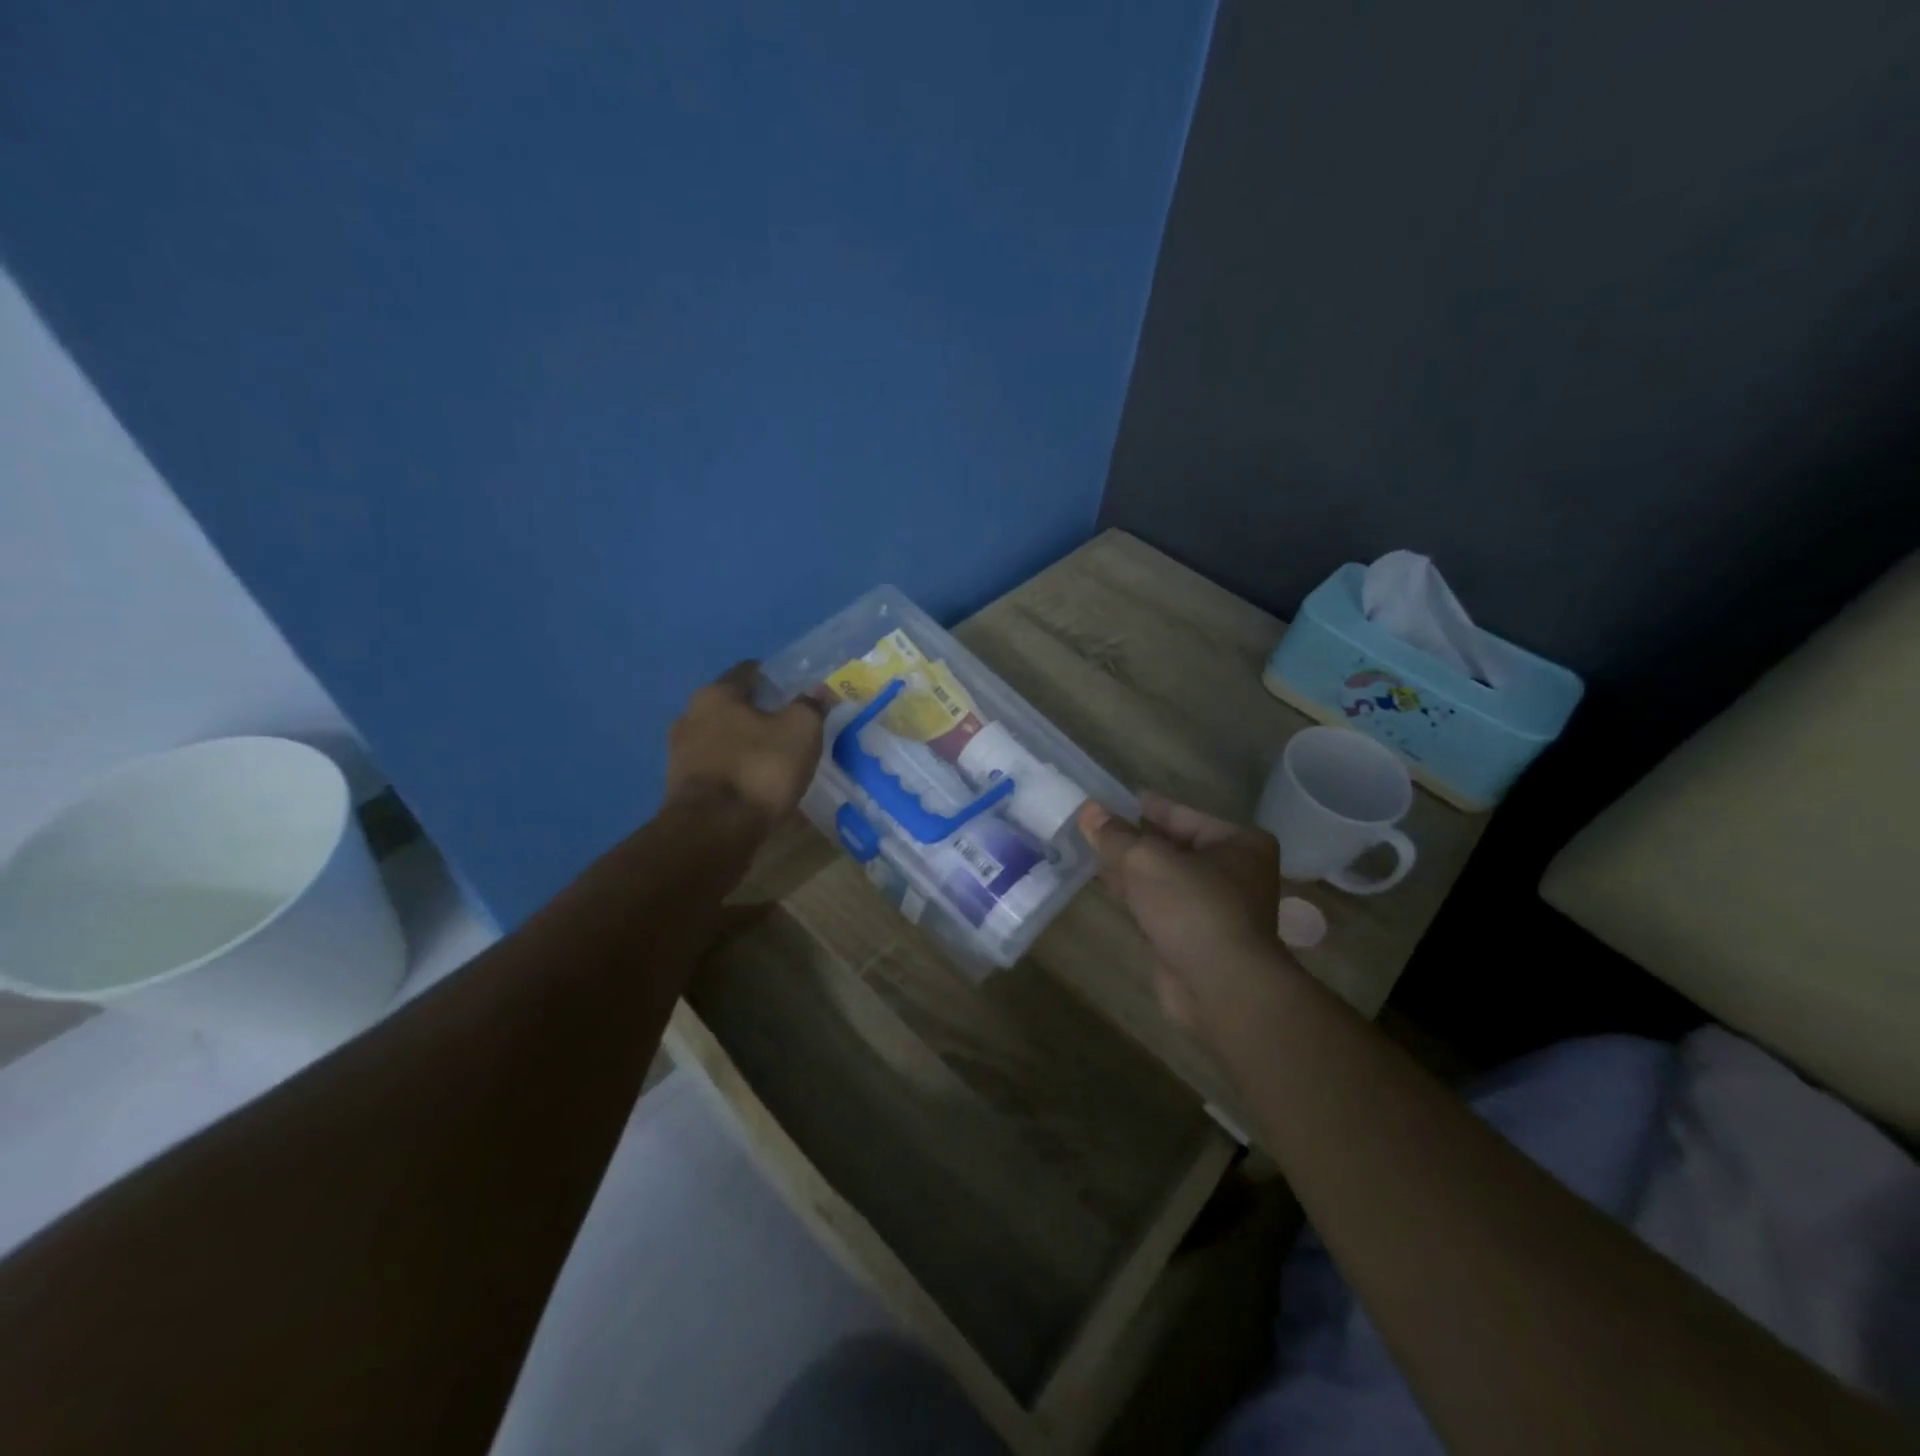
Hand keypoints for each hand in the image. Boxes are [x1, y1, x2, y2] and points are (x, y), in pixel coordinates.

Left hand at [665, 663, 824, 832]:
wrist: (714, 832)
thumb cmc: (760, 769)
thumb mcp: (801, 730)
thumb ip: (810, 706)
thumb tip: (817, 693)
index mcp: (716, 694)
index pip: (749, 672)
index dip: (777, 678)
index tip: (799, 692)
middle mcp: (690, 716)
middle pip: (733, 707)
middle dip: (761, 715)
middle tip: (792, 728)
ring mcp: (681, 754)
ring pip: (724, 739)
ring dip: (747, 746)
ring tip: (777, 760)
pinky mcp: (682, 788)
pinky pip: (718, 769)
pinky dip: (737, 772)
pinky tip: (758, 785)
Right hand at [1077, 792, 1292, 1030]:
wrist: (1220, 987)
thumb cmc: (1192, 907)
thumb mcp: (1145, 859)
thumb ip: (1115, 835)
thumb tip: (1089, 810)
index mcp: (1239, 843)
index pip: (1183, 815)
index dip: (1146, 806)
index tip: (1115, 799)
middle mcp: (1236, 873)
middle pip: (1175, 847)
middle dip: (1136, 839)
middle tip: (1097, 826)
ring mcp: (1218, 909)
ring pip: (1166, 879)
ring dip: (1134, 870)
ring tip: (1096, 853)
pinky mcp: (1198, 940)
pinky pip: (1162, 907)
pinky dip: (1139, 897)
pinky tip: (1111, 888)